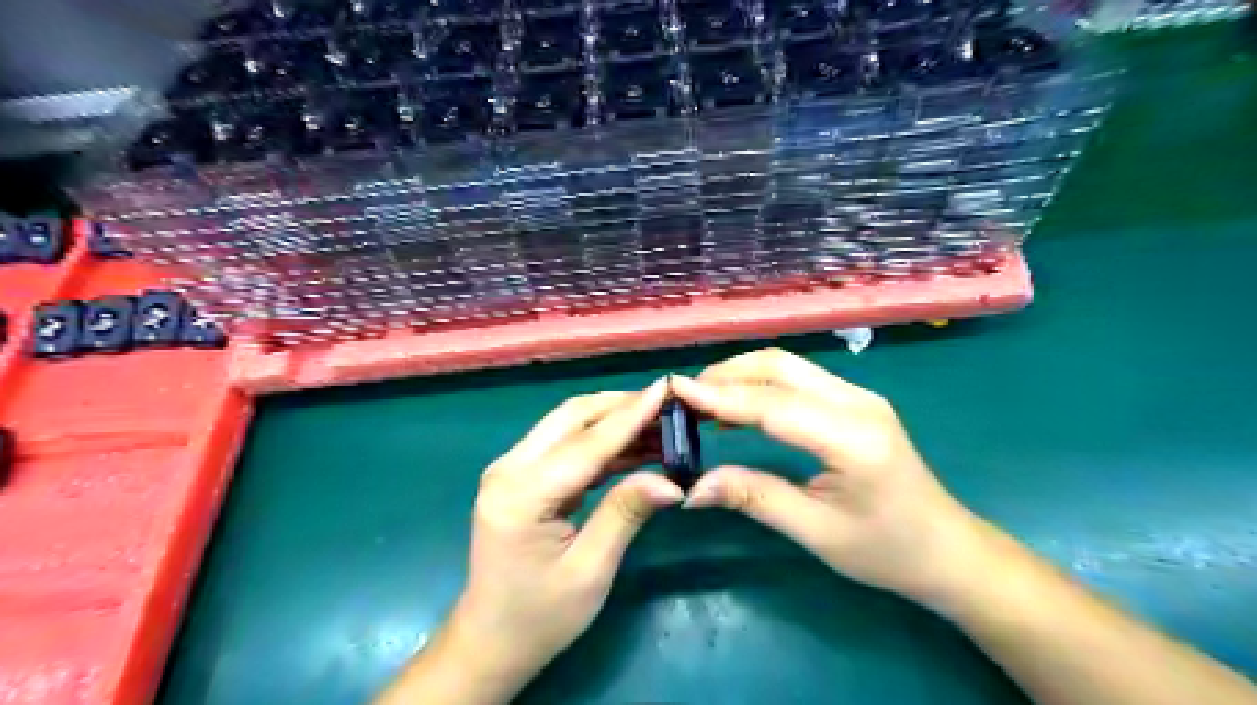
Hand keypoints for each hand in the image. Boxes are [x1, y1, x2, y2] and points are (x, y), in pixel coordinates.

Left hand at [451, 379, 685, 692]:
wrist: (490, 641)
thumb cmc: (540, 617)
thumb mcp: (590, 570)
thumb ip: (625, 513)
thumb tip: (671, 480)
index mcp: (521, 495)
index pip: (586, 444)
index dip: (630, 415)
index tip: (666, 388)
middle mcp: (509, 469)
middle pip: (572, 417)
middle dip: (621, 406)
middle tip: (668, 404)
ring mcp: (511, 469)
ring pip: (568, 425)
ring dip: (613, 420)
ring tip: (661, 423)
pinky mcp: (520, 476)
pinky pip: (565, 445)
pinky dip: (601, 441)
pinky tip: (635, 446)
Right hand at [673, 349, 996, 603]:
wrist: (947, 549)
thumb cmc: (886, 550)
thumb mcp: (817, 532)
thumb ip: (755, 498)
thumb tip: (694, 487)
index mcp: (852, 438)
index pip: (773, 404)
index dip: (721, 396)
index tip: (675, 389)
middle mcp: (858, 402)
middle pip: (780, 367)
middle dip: (728, 374)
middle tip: (685, 396)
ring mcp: (860, 396)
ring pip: (789, 366)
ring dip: (743, 375)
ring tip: (703, 398)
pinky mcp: (856, 401)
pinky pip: (799, 379)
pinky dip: (762, 384)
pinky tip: (739, 405)